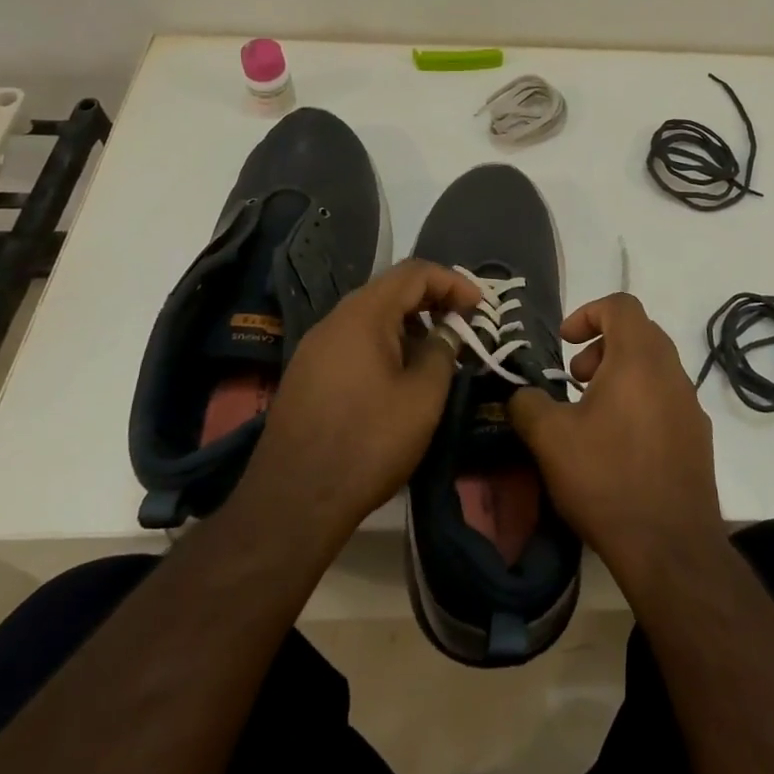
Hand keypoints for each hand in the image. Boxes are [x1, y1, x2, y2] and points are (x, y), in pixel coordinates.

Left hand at [239, 259, 480, 550]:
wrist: (293, 501)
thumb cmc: (368, 442)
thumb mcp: (422, 396)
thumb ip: (442, 351)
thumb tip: (447, 332)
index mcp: (363, 315)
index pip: (413, 272)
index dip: (452, 281)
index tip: (479, 306)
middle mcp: (334, 320)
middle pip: (389, 289)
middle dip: (431, 300)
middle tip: (462, 323)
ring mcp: (314, 348)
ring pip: (370, 317)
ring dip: (408, 324)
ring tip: (436, 351)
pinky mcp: (306, 375)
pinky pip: (352, 341)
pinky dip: (384, 343)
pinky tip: (399, 376)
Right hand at [508, 292, 725, 585]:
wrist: (671, 547)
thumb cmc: (607, 479)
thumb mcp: (550, 439)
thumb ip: (527, 403)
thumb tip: (522, 394)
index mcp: (639, 358)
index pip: (621, 305)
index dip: (587, 312)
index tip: (564, 343)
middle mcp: (672, 371)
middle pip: (639, 332)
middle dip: (602, 346)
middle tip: (575, 380)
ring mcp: (691, 404)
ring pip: (654, 366)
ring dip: (621, 374)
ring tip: (592, 413)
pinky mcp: (698, 436)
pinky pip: (667, 398)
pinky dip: (640, 400)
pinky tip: (619, 444)